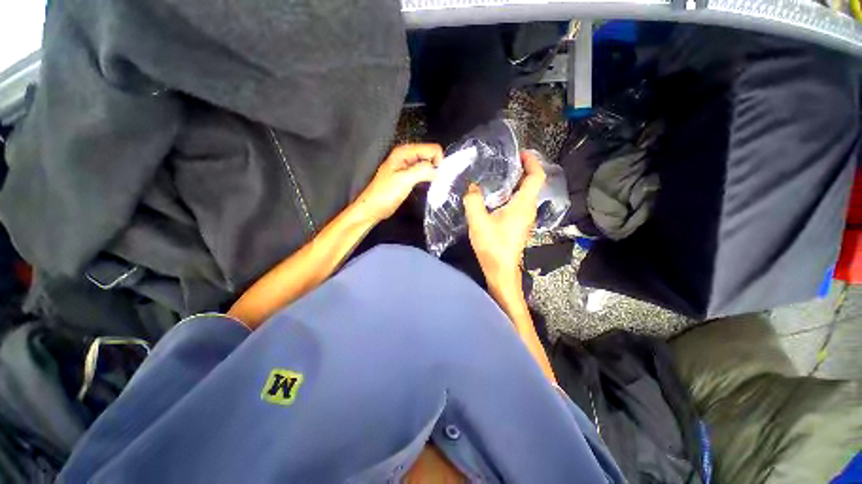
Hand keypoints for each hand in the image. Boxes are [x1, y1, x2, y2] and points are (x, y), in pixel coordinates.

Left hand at [355, 144, 442, 222]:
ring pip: (428, 165)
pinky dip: (428, 179)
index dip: (438, 161)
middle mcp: (407, 155)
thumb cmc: (386, 194)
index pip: (432, 149)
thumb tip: (438, 171)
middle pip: (430, 155)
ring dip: (433, 175)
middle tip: (437, 184)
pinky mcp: (408, 176)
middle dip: (436, 168)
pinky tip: (428, 188)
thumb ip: (422, 171)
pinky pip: (423, 173)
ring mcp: (407, 166)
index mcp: (404, 152)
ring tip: (434, 187)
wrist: (372, 208)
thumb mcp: (404, 180)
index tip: (437, 177)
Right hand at [464, 151, 545, 289]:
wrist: (501, 270)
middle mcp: (528, 209)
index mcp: (523, 205)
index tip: (520, 153)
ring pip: (525, 194)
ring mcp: (525, 218)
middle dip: (521, 170)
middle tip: (503, 162)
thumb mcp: (478, 222)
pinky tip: (495, 197)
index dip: (531, 162)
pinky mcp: (519, 225)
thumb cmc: (492, 246)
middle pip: (531, 184)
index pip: (536, 177)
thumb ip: (473, 201)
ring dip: (515, 183)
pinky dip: (511, 194)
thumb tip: (471, 186)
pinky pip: (519, 203)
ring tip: (497, 176)